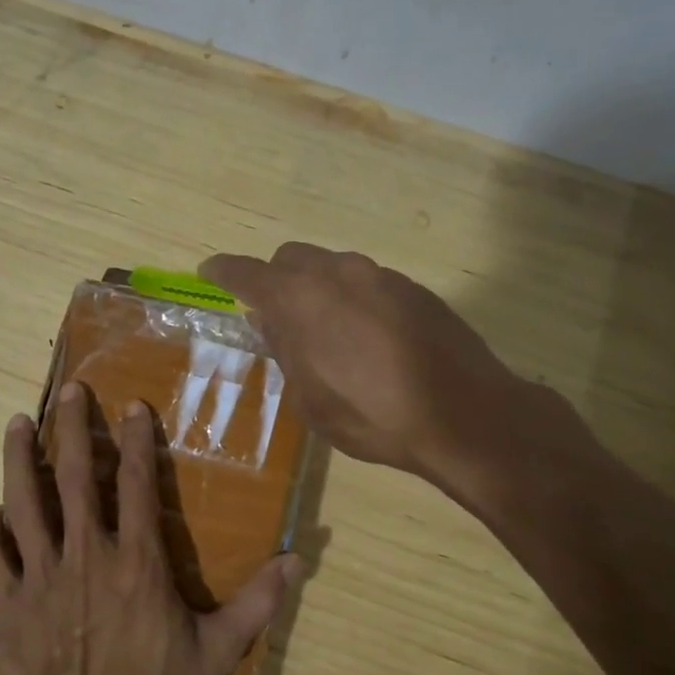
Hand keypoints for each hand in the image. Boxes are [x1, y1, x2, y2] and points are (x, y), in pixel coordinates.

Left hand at [0, 382, 299, 674]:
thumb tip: (297, 559)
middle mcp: (85, 553)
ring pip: (22, 501)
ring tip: (17, 422)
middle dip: (71, 426)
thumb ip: (256, 602)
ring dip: (19, 457)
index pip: (133, 482)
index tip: (131, 406)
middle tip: (70, 390)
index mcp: (136, 560)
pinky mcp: (6, 602)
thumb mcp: (216, 652)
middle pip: (73, 475)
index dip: (134, 439)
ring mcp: (40, 575)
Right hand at [201, 242, 589, 497]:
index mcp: (300, 300)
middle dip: (275, 280)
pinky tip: (367, 337)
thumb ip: (284, 351)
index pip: (248, 273)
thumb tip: (268, 320)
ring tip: (325, 332)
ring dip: (316, 288)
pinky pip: (366, 281)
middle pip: (291, 258)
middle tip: (275, 318)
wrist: (465, 414)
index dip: (224, 271)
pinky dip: (351, 298)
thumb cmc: (374, 416)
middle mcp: (337, 274)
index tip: (209, 270)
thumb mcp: (311, 399)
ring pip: (331, 266)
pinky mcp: (413, 287)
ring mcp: (380, 275)